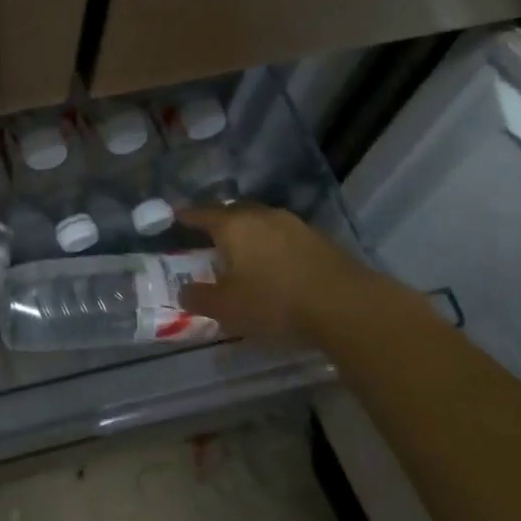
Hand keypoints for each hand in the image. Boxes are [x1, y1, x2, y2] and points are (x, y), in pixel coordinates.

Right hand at [177, 204, 377, 343]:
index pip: (202, 214)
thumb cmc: (274, 302)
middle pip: (233, 211)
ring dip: (249, 233)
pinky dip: (273, 245)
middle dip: (219, 221)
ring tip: (243, 251)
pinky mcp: (319, 239)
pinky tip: (275, 264)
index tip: (175, 216)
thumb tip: (183, 291)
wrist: (345, 305)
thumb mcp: (227, 308)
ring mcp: (294, 224)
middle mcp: (261, 216)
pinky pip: (284, 236)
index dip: (187, 216)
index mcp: (233, 226)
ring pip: (262, 222)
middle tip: (209, 236)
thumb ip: (199, 298)